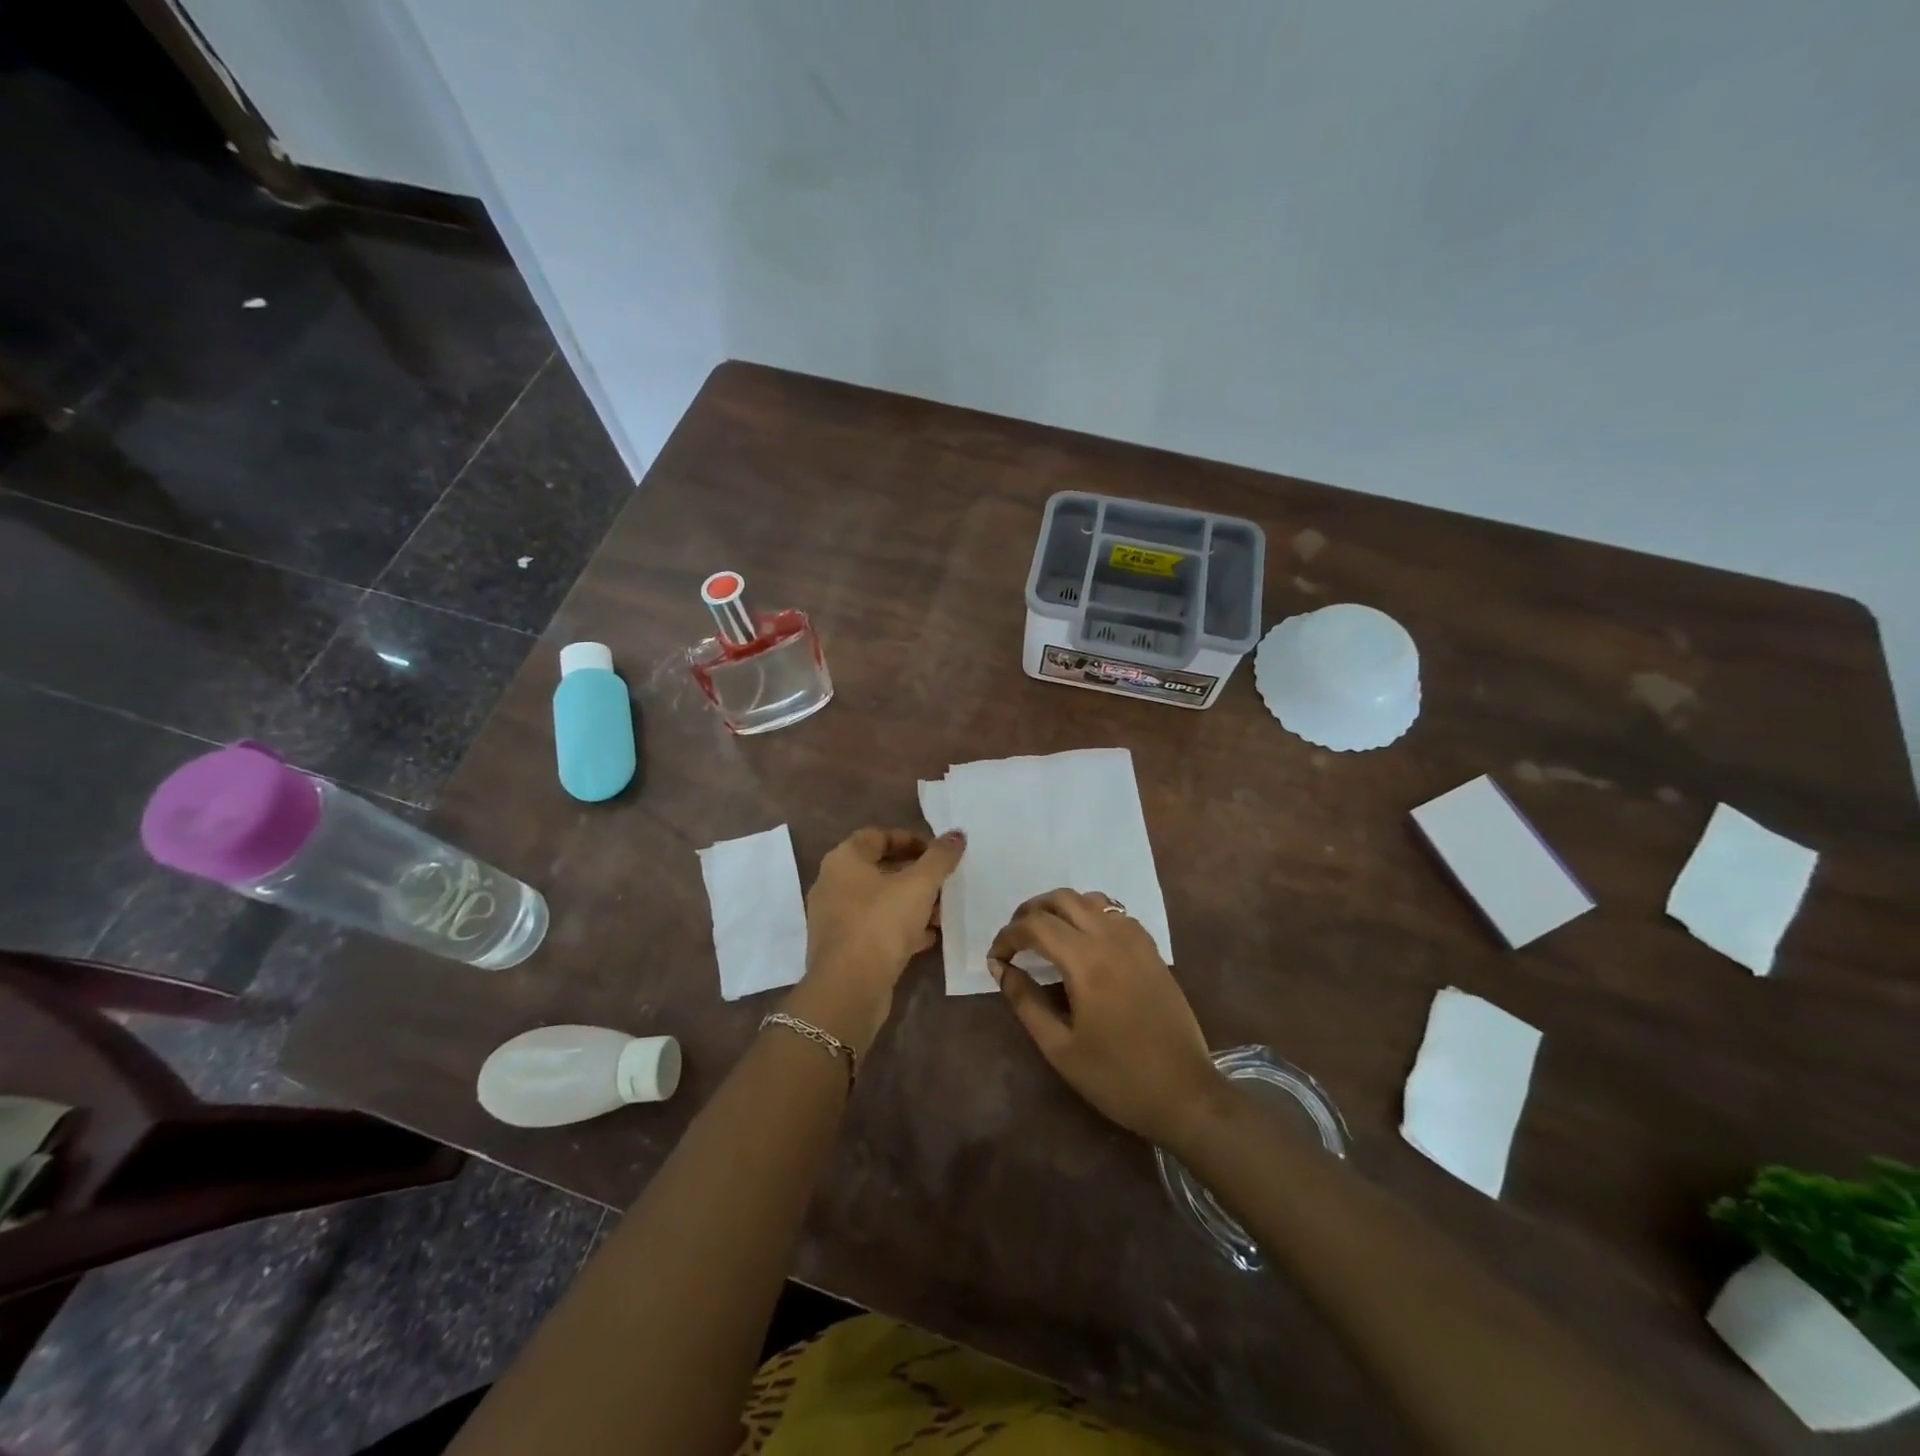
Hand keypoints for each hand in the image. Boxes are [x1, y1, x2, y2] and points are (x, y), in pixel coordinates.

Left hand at [794, 827, 965, 1051]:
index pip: (876, 836)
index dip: (909, 839)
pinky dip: (900, 929)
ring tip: (941, 912)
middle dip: (914, 875)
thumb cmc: (881, 923)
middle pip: (878, 869)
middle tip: (943, 882)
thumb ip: (940, 858)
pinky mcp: (842, 949)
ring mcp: (834, 919)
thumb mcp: (919, 885)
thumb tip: (957, 834)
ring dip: (910, 904)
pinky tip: (927, 938)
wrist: (849, 988)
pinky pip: (875, 929)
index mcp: (843, 860)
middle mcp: (832, 885)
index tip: (936, 852)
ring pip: (878, 902)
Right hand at [989, 889, 1227, 1149]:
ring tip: (1045, 935)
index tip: (996, 958)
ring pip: (1089, 899)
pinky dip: (1089, 914)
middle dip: (1030, 913)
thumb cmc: (1116, 1077)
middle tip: (1015, 940)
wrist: (1184, 1093)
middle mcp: (1111, 939)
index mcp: (1086, 963)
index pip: (1036, 926)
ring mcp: (1136, 940)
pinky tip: (1082, 941)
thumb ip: (1025, 1002)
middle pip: (1061, 899)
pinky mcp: (1151, 949)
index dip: (1007, 936)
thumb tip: (1001, 968)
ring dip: (1060, 908)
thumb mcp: (1060, 1048)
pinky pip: (1114, 912)